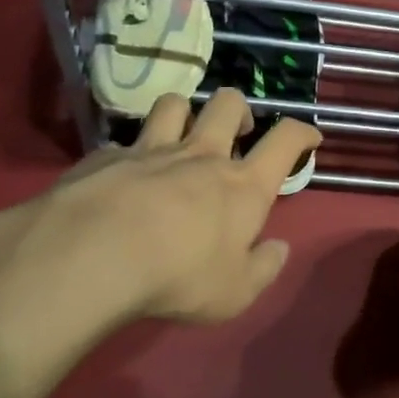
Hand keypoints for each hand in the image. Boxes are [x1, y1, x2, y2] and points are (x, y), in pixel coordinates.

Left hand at [0, 89, 320, 351]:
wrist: (90, 256)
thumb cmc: (177, 276)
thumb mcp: (234, 293)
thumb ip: (263, 270)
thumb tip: (279, 249)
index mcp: (241, 185)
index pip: (285, 141)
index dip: (302, 133)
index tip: (309, 137)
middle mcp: (200, 156)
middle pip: (228, 104)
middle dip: (239, 109)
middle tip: (239, 130)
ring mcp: (150, 150)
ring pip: (174, 105)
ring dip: (184, 114)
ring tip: (182, 134)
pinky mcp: (104, 157)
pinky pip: (122, 142)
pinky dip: (130, 154)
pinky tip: (122, 176)